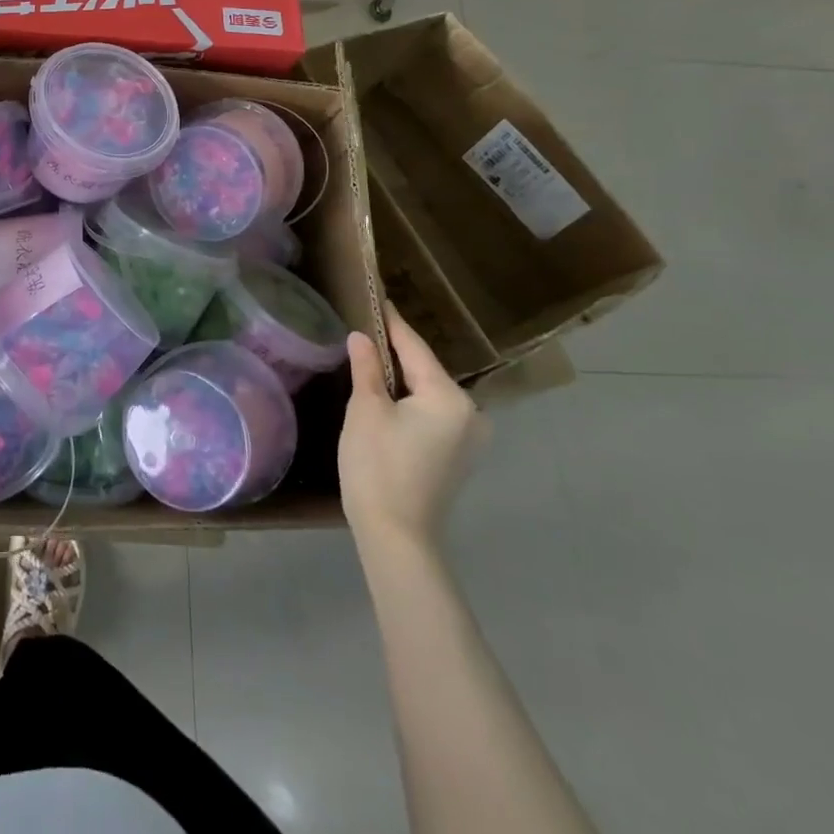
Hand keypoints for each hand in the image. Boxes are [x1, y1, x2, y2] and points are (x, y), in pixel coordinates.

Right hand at [340, 302, 488, 556]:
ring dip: (403, 378)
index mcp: (450, 397)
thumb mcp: (365, 410)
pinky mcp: (459, 456)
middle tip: (365, 329)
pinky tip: (387, 397)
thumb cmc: (378, 466)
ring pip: (429, 392)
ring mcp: (469, 437)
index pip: (415, 348)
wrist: (397, 536)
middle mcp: (471, 413)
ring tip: (371, 358)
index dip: (391, 322)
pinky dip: (411, 401)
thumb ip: (367, 368)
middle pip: (426, 369)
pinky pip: (434, 413)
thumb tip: (362, 336)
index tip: (376, 297)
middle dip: (396, 352)